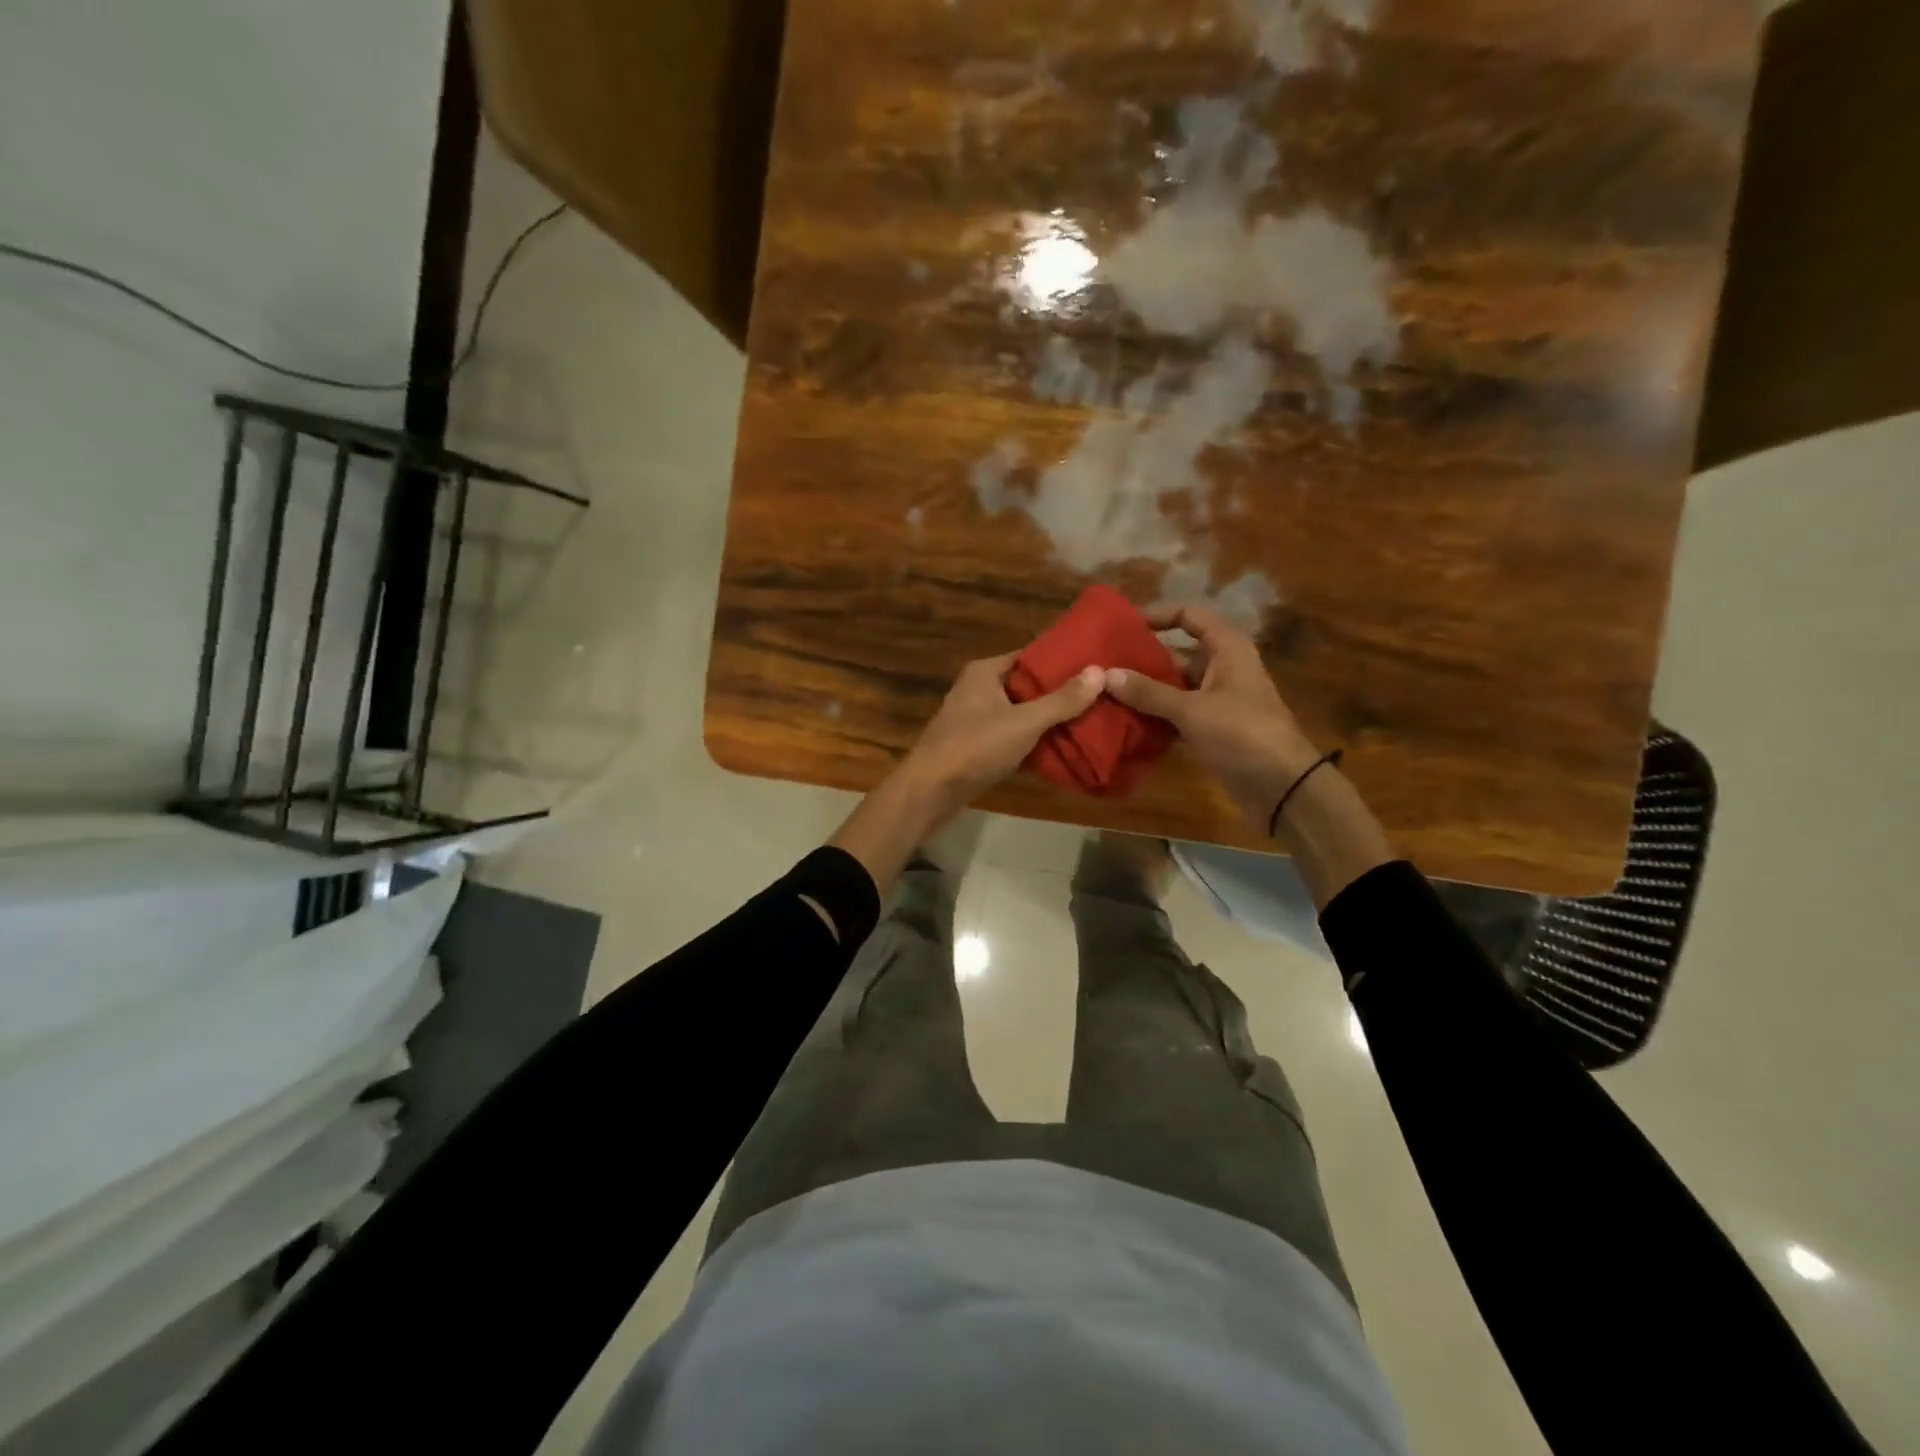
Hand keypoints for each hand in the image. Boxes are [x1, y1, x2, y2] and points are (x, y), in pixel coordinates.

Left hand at [900, 653, 1105, 823]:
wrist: (930, 792)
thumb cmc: (974, 747)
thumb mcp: (1024, 722)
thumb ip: (1061, 700)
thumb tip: (1100, 672)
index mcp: (984, 672)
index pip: (1030, 657)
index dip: (1062, 662)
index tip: (1096, 667)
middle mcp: (978, 690)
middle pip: (1027, 687)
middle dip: (1059, 694)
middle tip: (1100, 697)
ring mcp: (975, 720)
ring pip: (1020, 714)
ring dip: (1047, 721)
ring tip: (1090, 722)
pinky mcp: (976, 747)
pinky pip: (1011, 738)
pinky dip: (1032, 743)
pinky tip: (1062, 749)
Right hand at [1105, 604, 1321, 831]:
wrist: (1283, 786)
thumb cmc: (1241, 734)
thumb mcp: (1191, 710)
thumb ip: (1148, 692)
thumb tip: (1105, 674)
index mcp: (1226, 649)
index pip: (1189, 615)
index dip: (1157, 615)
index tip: (1122, 626)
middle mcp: (1222, 668)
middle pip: (1176, 653)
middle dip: (1141, 660)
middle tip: (1101, 665)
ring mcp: (1217, 700)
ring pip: (1174, 686)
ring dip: (1144, 691)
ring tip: (1104, 692)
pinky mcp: (1212, 728)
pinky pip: (1177, 714)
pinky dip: (1155, 716)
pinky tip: (1124, 722)